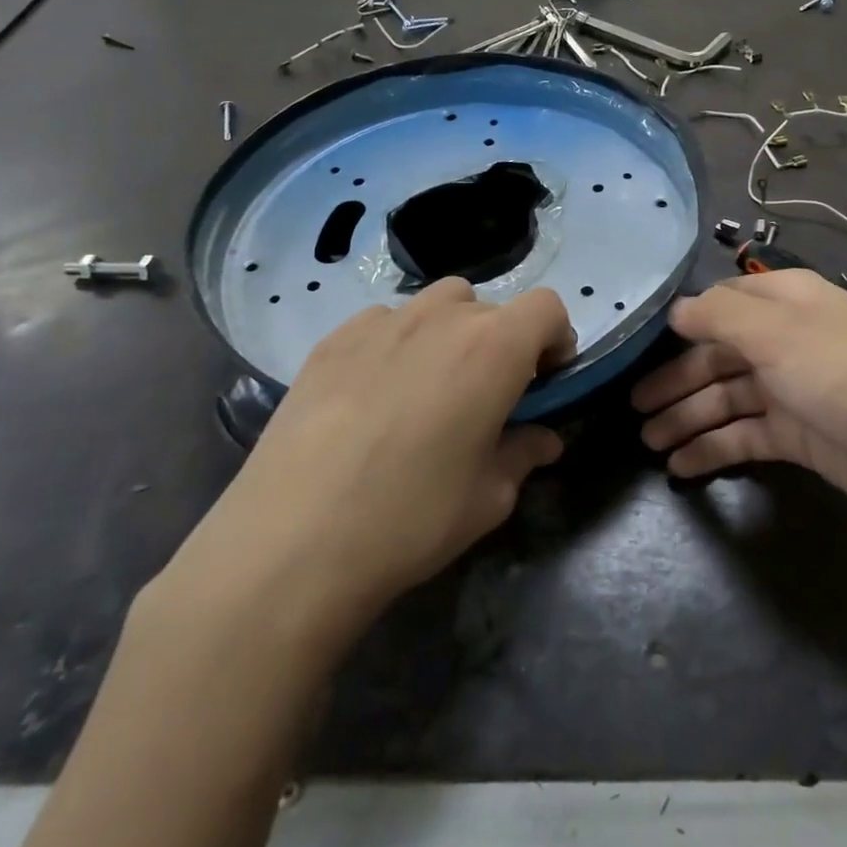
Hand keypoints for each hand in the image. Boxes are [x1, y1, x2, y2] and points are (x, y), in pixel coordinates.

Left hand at [151, 279, 573, 648]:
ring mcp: (380, 322)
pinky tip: (374, 395)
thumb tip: (542, 439)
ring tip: (430, 387)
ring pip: (436, 304)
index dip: (555, 339)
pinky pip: (384, 322)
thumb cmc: (411, 519)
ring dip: (450, 333)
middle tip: (485, 396)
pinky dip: (397, 342)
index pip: (546, 307)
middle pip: (490, 306)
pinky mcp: (331, 340)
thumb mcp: (489, 498)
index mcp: (493, 348)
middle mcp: (440, 318)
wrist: (292, 542)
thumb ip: (523, 454)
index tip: (543, 382)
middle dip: (502, 342)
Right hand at [631, 269, 846, 537]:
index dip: (681, 325)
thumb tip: (675, 310)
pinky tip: (681, 466)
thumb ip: (720, 316)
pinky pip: (744, 436)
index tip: (637, 347)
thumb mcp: (778, 333)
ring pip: (726, 399)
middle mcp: (785, 341)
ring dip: (687, 418)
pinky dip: (713, 448)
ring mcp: (793, 390)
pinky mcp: (800, 436)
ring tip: (648, 442)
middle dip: (674, 381)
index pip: (721, 304)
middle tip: (631, 410)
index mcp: (784, 302)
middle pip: (717, 356)